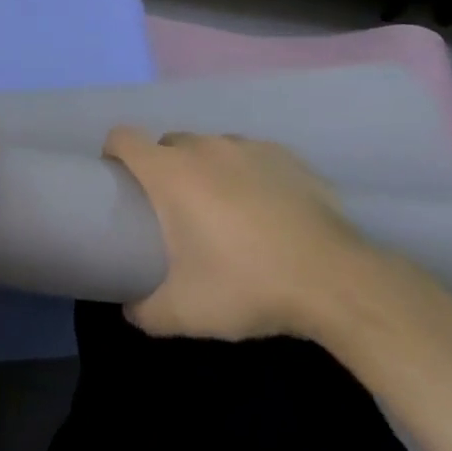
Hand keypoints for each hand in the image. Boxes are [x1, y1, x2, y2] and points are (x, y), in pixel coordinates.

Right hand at [105, 128, 366, 340]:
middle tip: (177, 212)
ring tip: (226, 213)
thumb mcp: (184, 312)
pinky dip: (248, 176)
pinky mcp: (286, 155)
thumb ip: (144, 311)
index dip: (114, 154)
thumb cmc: (248, 285)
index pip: (122, 137)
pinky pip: (251, 157)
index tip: (121, 182)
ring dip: (207, 171)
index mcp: (169, 172)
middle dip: (164, 170)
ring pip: (210, 149)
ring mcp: (247, 147)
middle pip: (167, 144)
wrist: (338, 282)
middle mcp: (203, 147)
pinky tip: (268, 211)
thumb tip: (129, 307)